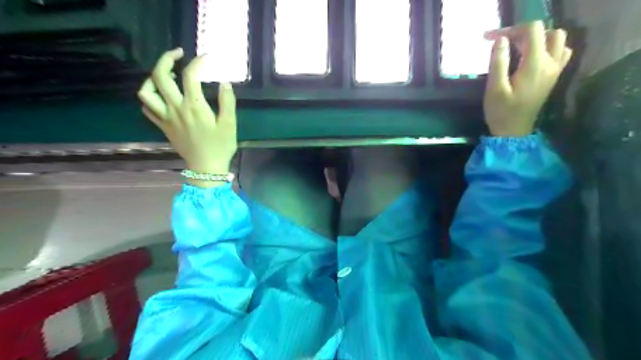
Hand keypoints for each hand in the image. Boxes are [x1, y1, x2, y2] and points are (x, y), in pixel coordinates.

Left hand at [137, 48, 237, 177]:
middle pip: (160, 76)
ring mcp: (166, 118)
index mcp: (193, 106)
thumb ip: (227, 102)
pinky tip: (162, 96)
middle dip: (167, 59)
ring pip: (146, 92)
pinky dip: (151, 98)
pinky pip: (148, 109)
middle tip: (179, 54)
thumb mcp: (229, 124)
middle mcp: (175, 108)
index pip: (190, 76)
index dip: (198, 62)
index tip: (207, 58)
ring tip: (166, 75)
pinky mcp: (163, 127)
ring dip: (152, 78)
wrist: (206, 167)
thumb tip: (224, 83)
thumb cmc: (220, 146)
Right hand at [484, 21, 572, 135]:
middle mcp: (550, 63)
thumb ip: (498, 62)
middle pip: (545, 31)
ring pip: (557, 39)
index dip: (511, 29)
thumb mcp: (494, 88)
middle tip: (503, 44)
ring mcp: (555, 69)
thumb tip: (500, 39)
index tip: (491, 39)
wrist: (514, 132)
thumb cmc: (501, 112)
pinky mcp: (554, 76)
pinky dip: (548, 47)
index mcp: (535, 65)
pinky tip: (532, 56)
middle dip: (522, 33)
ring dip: (537, 38)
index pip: (531, 30)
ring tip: (518, 48)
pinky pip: (561, 51)